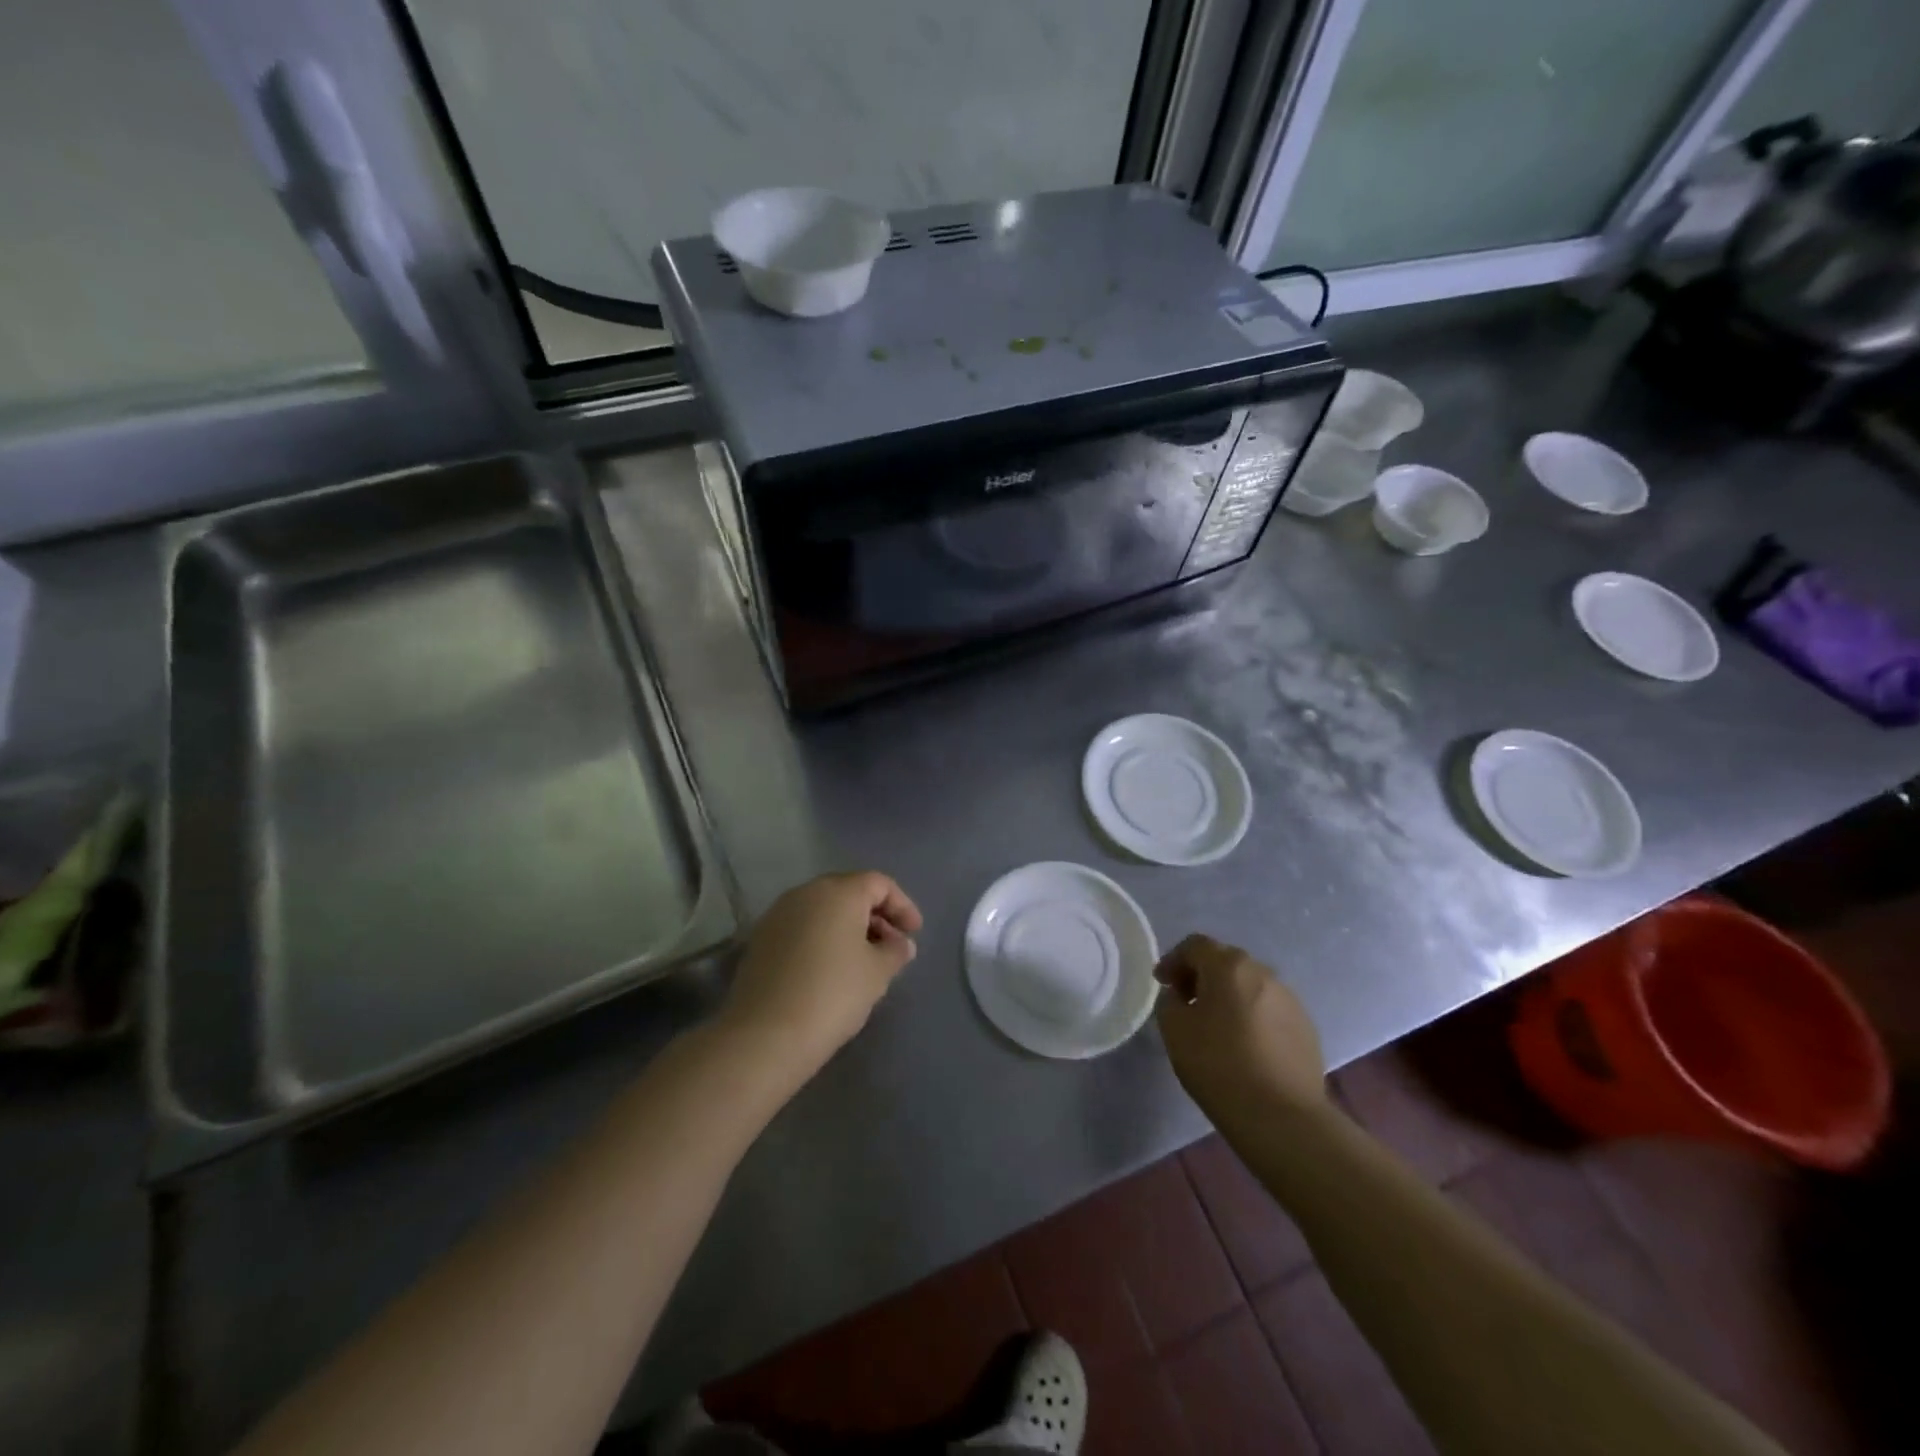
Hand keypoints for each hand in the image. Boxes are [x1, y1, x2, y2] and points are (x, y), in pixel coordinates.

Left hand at [721, 872, 922, 1073]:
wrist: (765, 1035)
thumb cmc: (833, 994)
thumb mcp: (877, 973)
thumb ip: (895, 951)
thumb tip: (900, 943)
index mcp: (838, 892)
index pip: (879, 884)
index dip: (902, 905)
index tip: (914, 933)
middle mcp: (806, 893)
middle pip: (849, 892)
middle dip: (875, 915)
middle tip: (892, 945)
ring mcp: (778, 914)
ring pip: (823, 910)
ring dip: (848, 927)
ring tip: (864, 960)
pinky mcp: (761, 939)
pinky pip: (802, 928)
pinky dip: (822, 939)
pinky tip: (831, 969)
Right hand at [1154, 934, 1326, 1127]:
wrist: (1282, 1117)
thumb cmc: (1219, 1065)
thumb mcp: (1174, 1030)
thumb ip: (1170, 1002)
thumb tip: (1180, 996)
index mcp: (1229, 966)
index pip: (1195, 945)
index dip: (1173, 960)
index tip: (1162, 984)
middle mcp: (1263, 973)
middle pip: (1225, 962)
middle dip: (1201, 976)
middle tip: (1185, 1002)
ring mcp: (1290, 1000)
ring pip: (1250, 986)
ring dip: (1229, 996)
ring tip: (1216, 1026)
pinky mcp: (1306, 1028)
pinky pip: (1270, 1010)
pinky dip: (1252, 1017)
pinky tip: (1245, 1046)